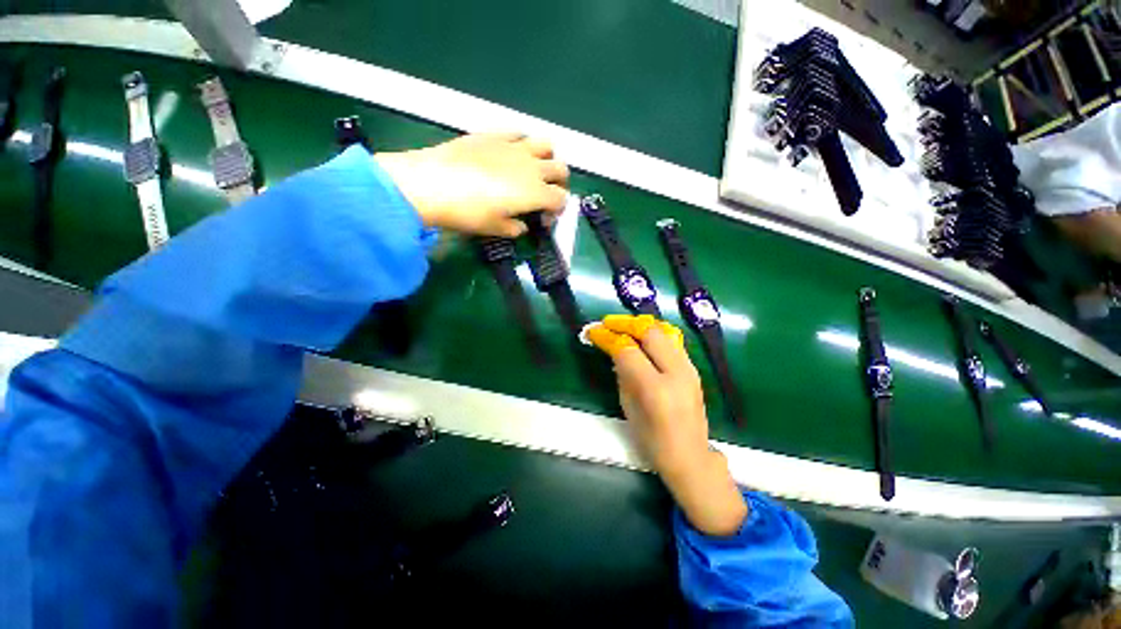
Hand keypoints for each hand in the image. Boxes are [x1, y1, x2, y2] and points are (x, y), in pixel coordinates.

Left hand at [375, 132, 569, 237]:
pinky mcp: (495, 134)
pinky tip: (511, 154)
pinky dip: (523, 143)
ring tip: (533, 169)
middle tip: (546, 194)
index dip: (556, 211)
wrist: (432, 183)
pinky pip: (519, 133)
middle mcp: (532, 167)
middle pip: (561, 169)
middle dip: (560, 183)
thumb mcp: (494, 229)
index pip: (561, 199)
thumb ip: (514, 228)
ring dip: (547, 158)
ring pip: (546, 144)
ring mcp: (514, 147)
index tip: (541, 220)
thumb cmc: (468, 213)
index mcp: (535, 193)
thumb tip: (521, 225)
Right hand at [587, 315, 747, 536]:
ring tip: (621, 326)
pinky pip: (671, 340)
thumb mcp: (629, 407)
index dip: (607, 337)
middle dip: (624, 323)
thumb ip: (622, 375)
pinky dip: (652, 333)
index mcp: (655, 389)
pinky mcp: (693, 368)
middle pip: (649, 332)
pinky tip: (640, 337)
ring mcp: (689, 368)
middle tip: (606, 323)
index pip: (628, 350)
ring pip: (663, 331)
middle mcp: (676, 372)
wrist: (691, 457)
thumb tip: (615, 350)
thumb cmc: (653, 441)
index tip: (592, 332)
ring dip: (639, 325)